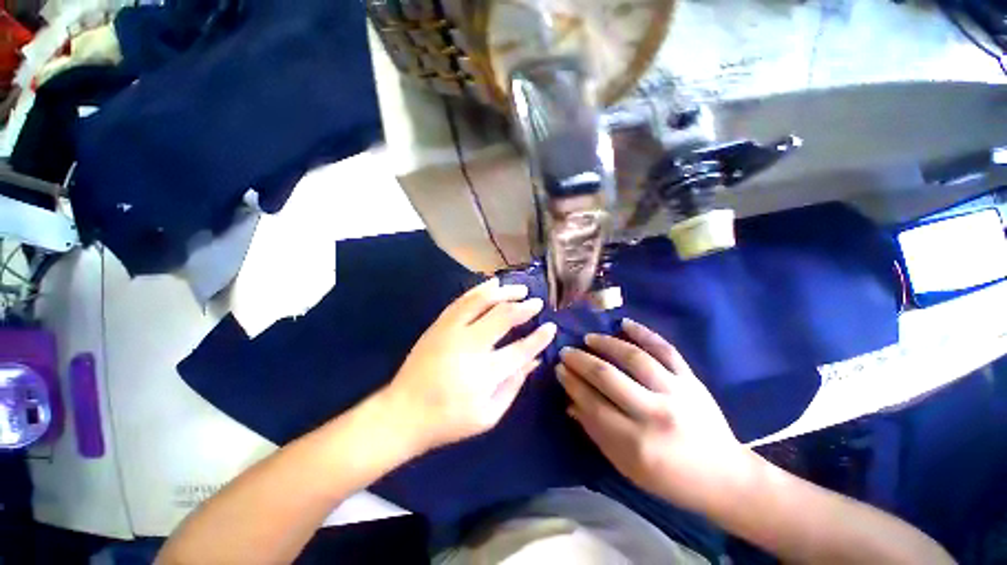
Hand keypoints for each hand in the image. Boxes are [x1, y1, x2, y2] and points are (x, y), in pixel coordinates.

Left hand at [381, 278, 557, 454]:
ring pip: (482, 301)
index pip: (520, 349)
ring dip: (504, 292)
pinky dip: (480, 290)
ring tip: (519, 289)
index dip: (539, 338)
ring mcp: (451, 331)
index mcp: (484, 373)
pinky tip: (492, 285)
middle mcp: (469, 346)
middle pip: (503, 317)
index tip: (551, 327)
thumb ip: (513, 386)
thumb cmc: (448, 420)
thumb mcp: (488, 416)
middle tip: (537, 302)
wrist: (402, 413)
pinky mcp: (439, 325)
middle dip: (524, 307)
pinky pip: (462, 300)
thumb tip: (534, 361)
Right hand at [558, 319, 753, 513]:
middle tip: (566, 351)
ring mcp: (676, 392)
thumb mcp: (627, 467)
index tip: (558, 369)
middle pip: (608, 376)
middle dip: (581, 361)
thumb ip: (596, 432)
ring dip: (606, 343)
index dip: (572, 383)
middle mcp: (655, 413)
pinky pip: (665, 349)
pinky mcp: (691, 379)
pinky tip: (625, 323)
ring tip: (588, 338)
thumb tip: (570, 402)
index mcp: (637, 443)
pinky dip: (644, 333)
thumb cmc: (670, 478)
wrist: (724, 477)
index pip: (592, 403)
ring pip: (633, 357)